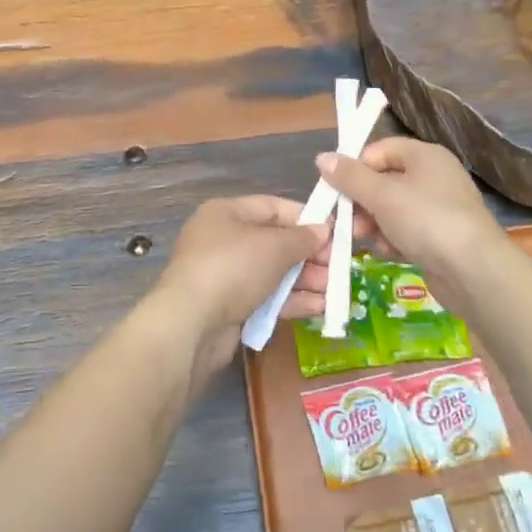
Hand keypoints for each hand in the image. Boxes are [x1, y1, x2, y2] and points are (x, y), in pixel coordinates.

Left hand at [140, 196, 330, 383]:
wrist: (191, 324)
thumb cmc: (233, 268)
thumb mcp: (274, 246)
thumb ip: (302, 237)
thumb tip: (324, 229)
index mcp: (227, 213)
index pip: (273, 207)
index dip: (306, 218)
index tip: (336, 232)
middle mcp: (224, 240)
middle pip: (276, 242)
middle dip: (309, 255)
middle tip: (340, 267)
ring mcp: (225, 275)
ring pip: (274, 273)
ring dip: (306, 280)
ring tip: (336, 290)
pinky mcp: (229, 307)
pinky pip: (267, 298)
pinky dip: (292, 300)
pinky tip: (319, 307)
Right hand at [315, 138, 503, 305]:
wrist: (475, 272)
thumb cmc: (427, 220)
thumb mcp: (382, 195)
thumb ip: (350, 177)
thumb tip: (322, 158)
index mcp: (425, 156)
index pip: (380, 150)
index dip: (357, 167)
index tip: (337, 189)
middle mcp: (434, 177)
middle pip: (384, 181)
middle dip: (361, 202)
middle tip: (347, 222)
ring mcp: (439, 209)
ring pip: (392, 210)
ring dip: (374, 225)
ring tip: (365, 241)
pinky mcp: (440, 239)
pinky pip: (406, 232)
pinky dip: (392, 241)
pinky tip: (386, 253)